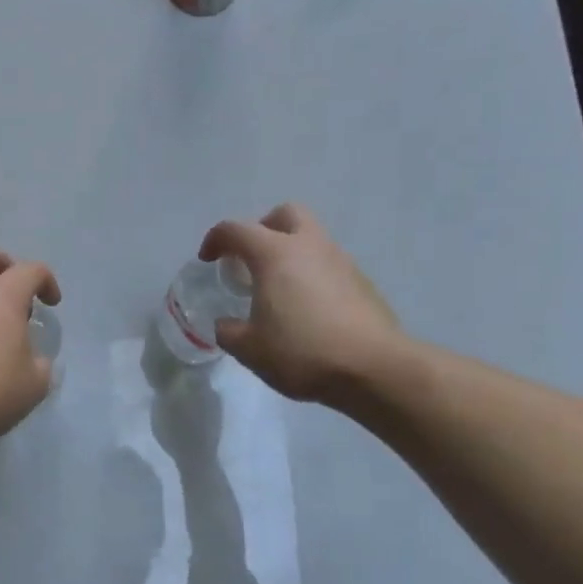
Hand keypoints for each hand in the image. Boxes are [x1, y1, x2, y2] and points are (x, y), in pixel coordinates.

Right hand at [198, 203, 405, 406]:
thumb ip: (229, 331)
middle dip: (263, 229)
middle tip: (251, 259)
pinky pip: (328, 265)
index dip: (215, 240)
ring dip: (290, 253)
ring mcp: (340, 261)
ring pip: (311, 238)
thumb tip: (227, 325)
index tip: (208, 261)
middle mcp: (308, 246)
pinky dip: (312, 275)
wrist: (374, 368)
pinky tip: (307, 308)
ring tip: (278, 289)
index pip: (235, 230)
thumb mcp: (249, 349)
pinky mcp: (362, 282)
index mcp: (274, 254)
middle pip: (284, 214)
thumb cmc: (302, 352)